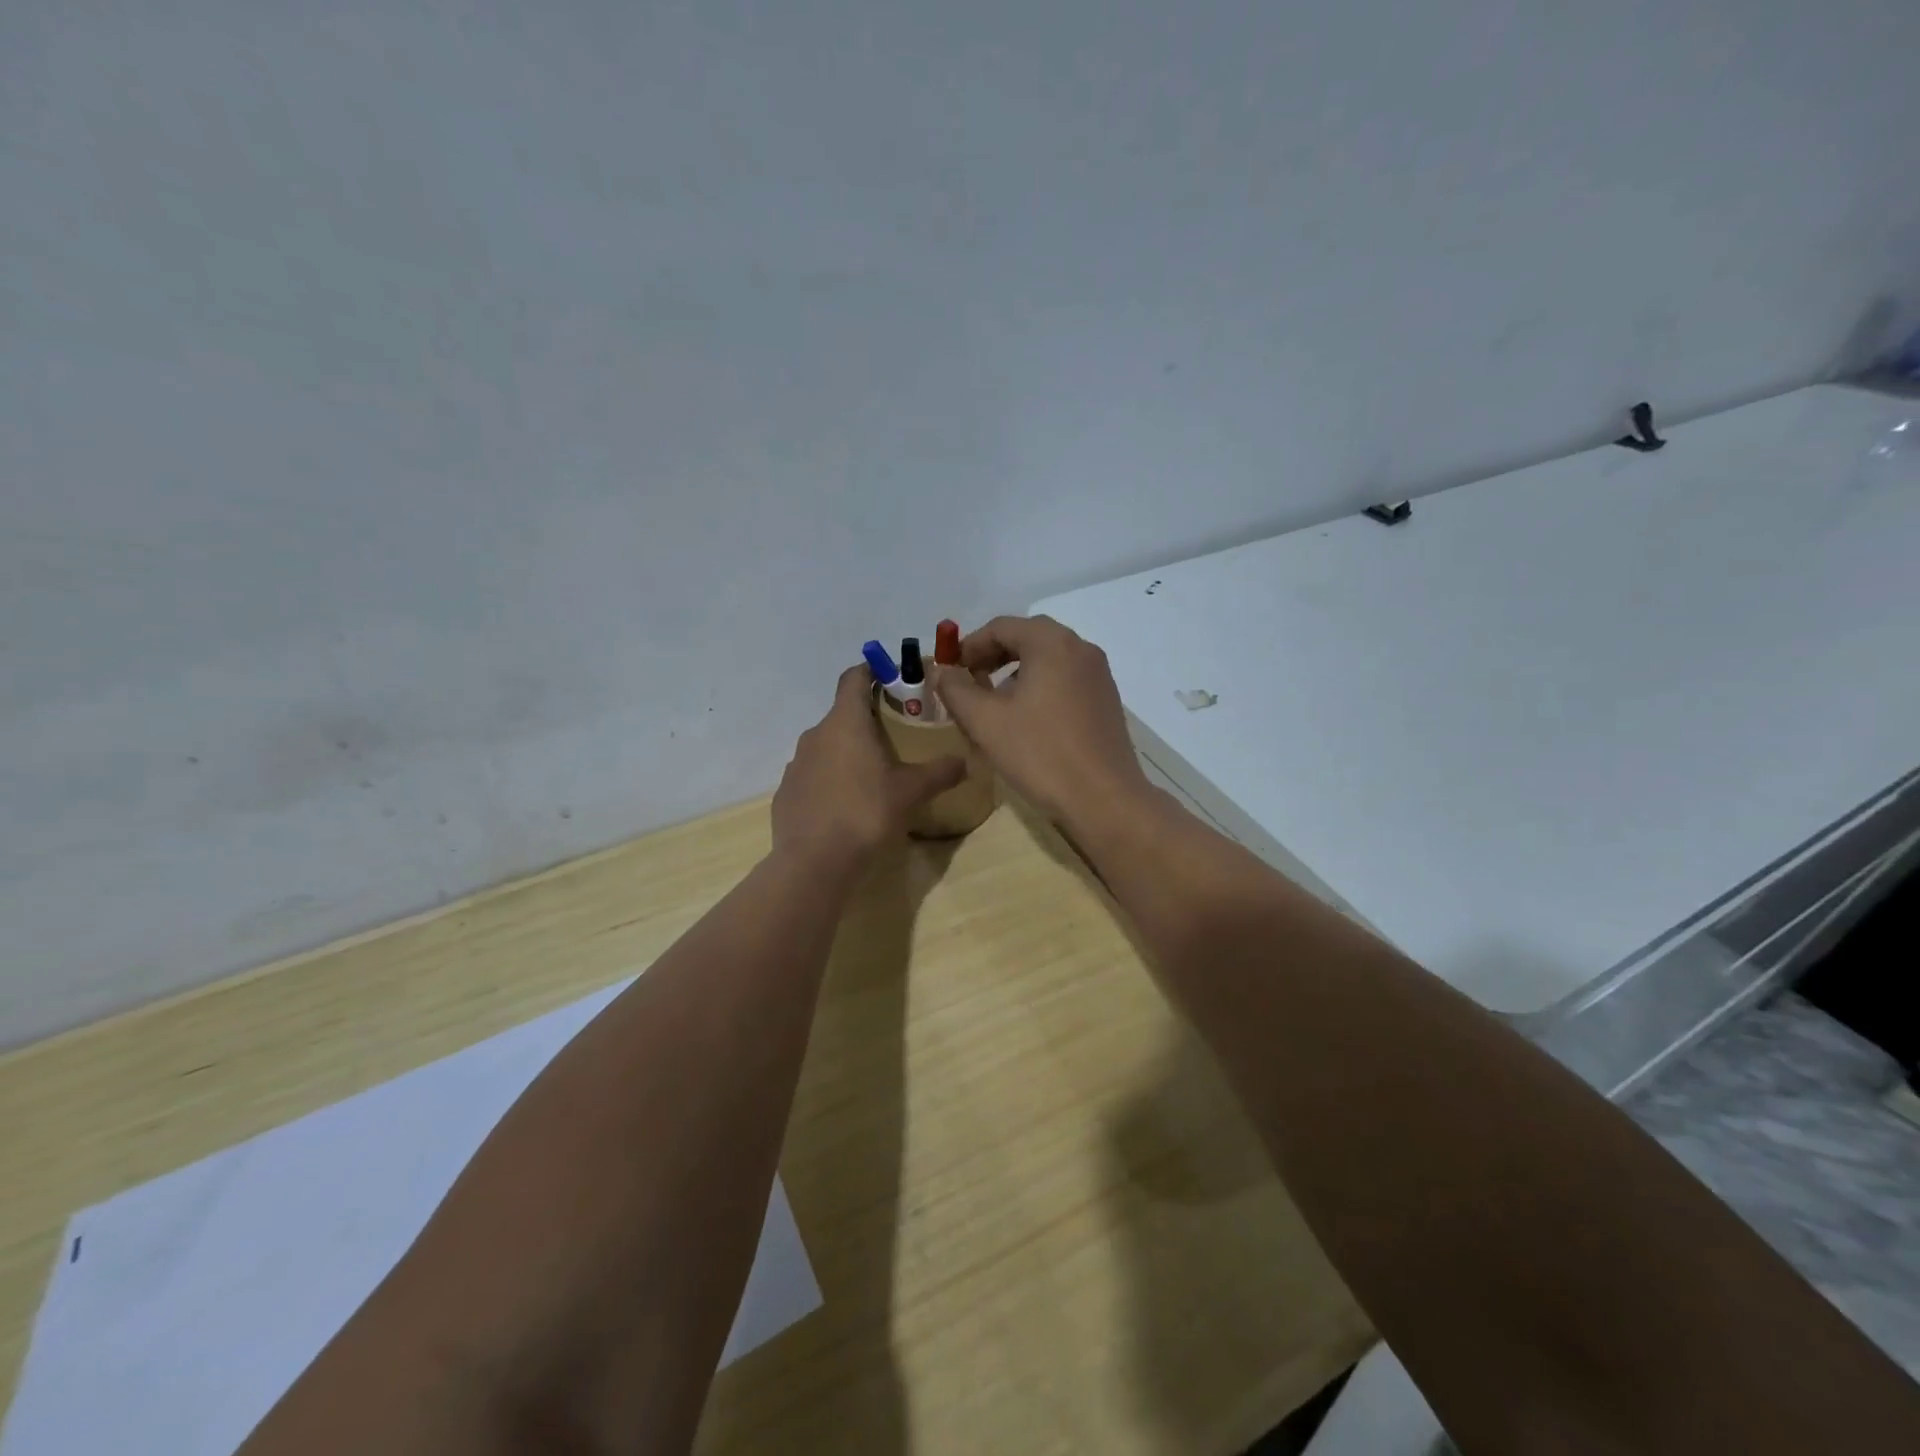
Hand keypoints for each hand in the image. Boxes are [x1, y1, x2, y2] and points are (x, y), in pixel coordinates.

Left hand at [772, 665, 966, 864]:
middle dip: (867, 719)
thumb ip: (939, 772)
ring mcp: (796, 764)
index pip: (854, 678)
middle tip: (896, 735)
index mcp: (845, 722)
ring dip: (848, 751)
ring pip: (827, 746)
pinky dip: (831, 779)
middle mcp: (815, 735)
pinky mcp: (787, 792)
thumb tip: (965, 762)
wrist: (814, 862)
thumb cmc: (865, 813)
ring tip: (873, 774)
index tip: (890, 676)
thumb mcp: (910, 792)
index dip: (871, 670)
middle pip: (842, 714)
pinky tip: (847, 805)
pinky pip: (813, 775)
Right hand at [932, 615, 1152, 832]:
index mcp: (1052, 644)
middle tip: (968, 684)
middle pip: (1027, 638)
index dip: (969, 646)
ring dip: (1015, 673)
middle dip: (992, 657)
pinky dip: (1039, 688)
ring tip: (992, 705)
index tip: (950, 671)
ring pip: (1047, 660)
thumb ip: (956, 689)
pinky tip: (1025, 721)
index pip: (1001, 627)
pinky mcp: (1106, 700)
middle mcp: (1080, 649)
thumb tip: (942, 671)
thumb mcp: (986, 721)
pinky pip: (1064, 680)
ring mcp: (1098, 675)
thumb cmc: (1040, 754)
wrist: (1104, 799)